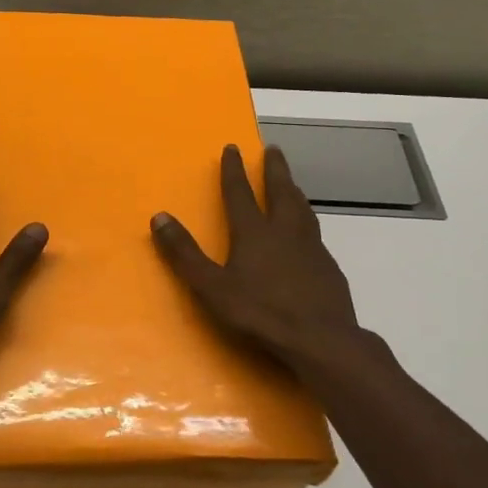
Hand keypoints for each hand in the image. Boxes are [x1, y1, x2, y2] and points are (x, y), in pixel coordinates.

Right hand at [151, 144, 381, 387]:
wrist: (320, 339)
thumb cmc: (260, 313)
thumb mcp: (211, 287)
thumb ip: (184, 253)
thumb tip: (159, 217)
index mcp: (254, 233)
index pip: (240, 193)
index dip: (234, 170)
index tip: (232, 147)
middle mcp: (285, 232)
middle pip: (280, 191)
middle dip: (274, 169)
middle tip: (274, 149)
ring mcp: (311, 248)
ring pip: (302, 209)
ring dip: (294, 191)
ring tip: (292, 183)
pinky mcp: (328, 268)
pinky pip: (315, 234)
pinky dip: (308, 222)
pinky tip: (308, 234)